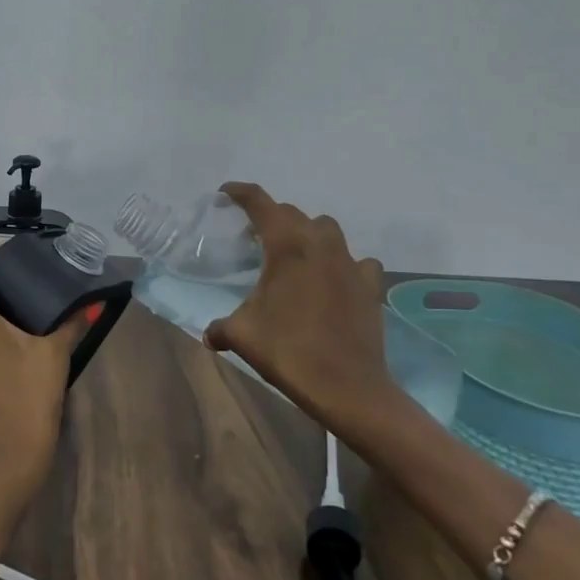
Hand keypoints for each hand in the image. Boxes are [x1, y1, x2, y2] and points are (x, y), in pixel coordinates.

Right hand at [202, 183, 395, 431]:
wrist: (347, 386)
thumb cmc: (289, 352)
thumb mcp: (242, 335)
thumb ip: (220, 328)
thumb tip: (209, 335)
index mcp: (287, 246)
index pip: (260, 203)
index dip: (241, 193)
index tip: (227, 193)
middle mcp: (320, 244)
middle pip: (292, 214)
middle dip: (271, 217)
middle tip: (254, 235)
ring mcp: (350, 263)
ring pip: (327, 229)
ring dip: (308, 233)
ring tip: (295, 254)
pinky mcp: (370, 285)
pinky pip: (357, 261)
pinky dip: (343, 263)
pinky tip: (334, 279)